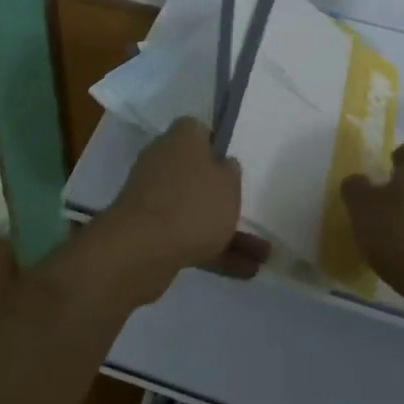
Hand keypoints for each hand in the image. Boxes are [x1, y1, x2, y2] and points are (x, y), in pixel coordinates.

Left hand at [100, 118, 262, 302]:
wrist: (141, 250)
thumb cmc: (193, 204)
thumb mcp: (228, 184)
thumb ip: (230, 173)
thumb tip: (223, 165)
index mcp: (181, 138)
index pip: (199, 131)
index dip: (218, 145)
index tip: (234, 165)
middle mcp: (163, 161)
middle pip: (197, 173)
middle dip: (224, 197)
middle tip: (250, 212)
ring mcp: (154, 197)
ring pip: (195, 209)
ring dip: (226, 231)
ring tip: (262, 257)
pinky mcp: (149, 231)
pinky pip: (186, 235)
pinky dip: (212, 250)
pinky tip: (244, 271)